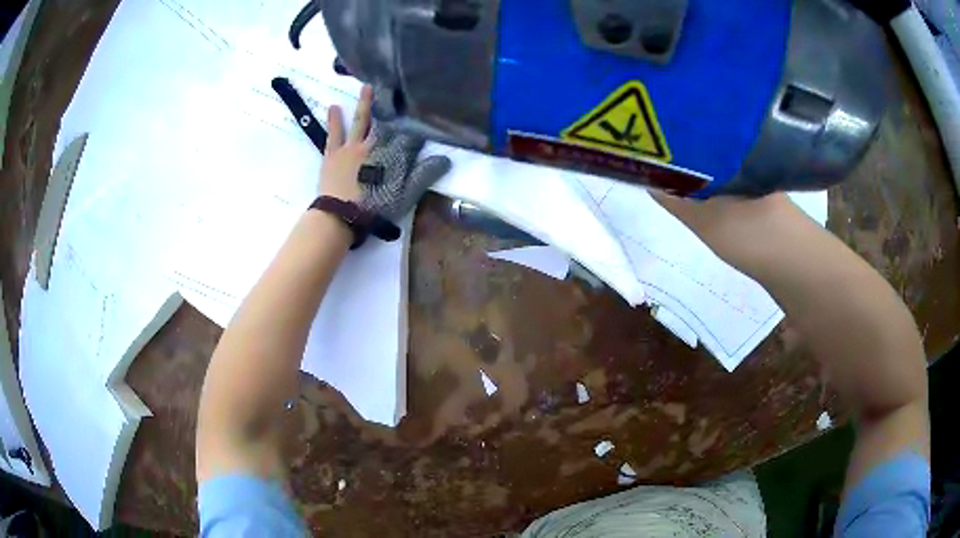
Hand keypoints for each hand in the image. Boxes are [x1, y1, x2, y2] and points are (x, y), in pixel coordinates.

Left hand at [320, 86, 451, 220]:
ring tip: (366, 86)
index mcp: (393, 155)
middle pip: (385, 122)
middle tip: (394, 87)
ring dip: (365, 103)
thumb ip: (423, 176)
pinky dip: (334, 119)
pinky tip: (333, 106)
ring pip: (361, 120)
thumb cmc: (375, 209)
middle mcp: (374, 145)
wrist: (341, 217)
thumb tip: (444, 159)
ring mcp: (352, 147)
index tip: (421, 112)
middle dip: (391, 105)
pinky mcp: (333, 153)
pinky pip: (334, 133)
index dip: (415, 125)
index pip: (408, 136)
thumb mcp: (405, 196)